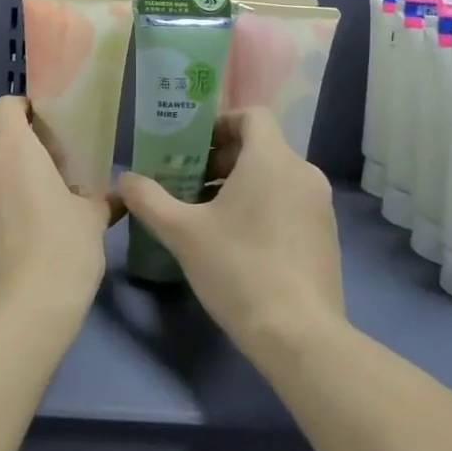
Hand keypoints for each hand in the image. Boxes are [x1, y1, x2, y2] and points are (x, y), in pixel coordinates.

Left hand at [0, 96, 109, 320]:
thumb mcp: (93, 217)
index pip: (3, 106)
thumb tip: (115, 195)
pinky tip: (0, 241)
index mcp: (14, 149)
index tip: (37, 124)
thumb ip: (98, 198)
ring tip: (12, 203)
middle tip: (25, 163)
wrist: (27, 306)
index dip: (19, 109)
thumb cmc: (66, 247)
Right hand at [117, 108, 344, 356]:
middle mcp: (303, 173)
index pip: (252, 115)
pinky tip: (238, 241)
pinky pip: (290, 201)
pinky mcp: (326, 234)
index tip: (192, 147)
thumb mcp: (182, 233)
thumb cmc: (238, 269)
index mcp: (272, 160)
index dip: (220, 124)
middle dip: (222, 159)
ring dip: (240, 184)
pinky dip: (263, 205)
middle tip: (188, 183)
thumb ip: (149, 200)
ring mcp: (320, 205)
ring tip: (207, 214)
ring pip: (275, 176)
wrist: (299, 335)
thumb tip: (125, 179)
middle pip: (261, 147)